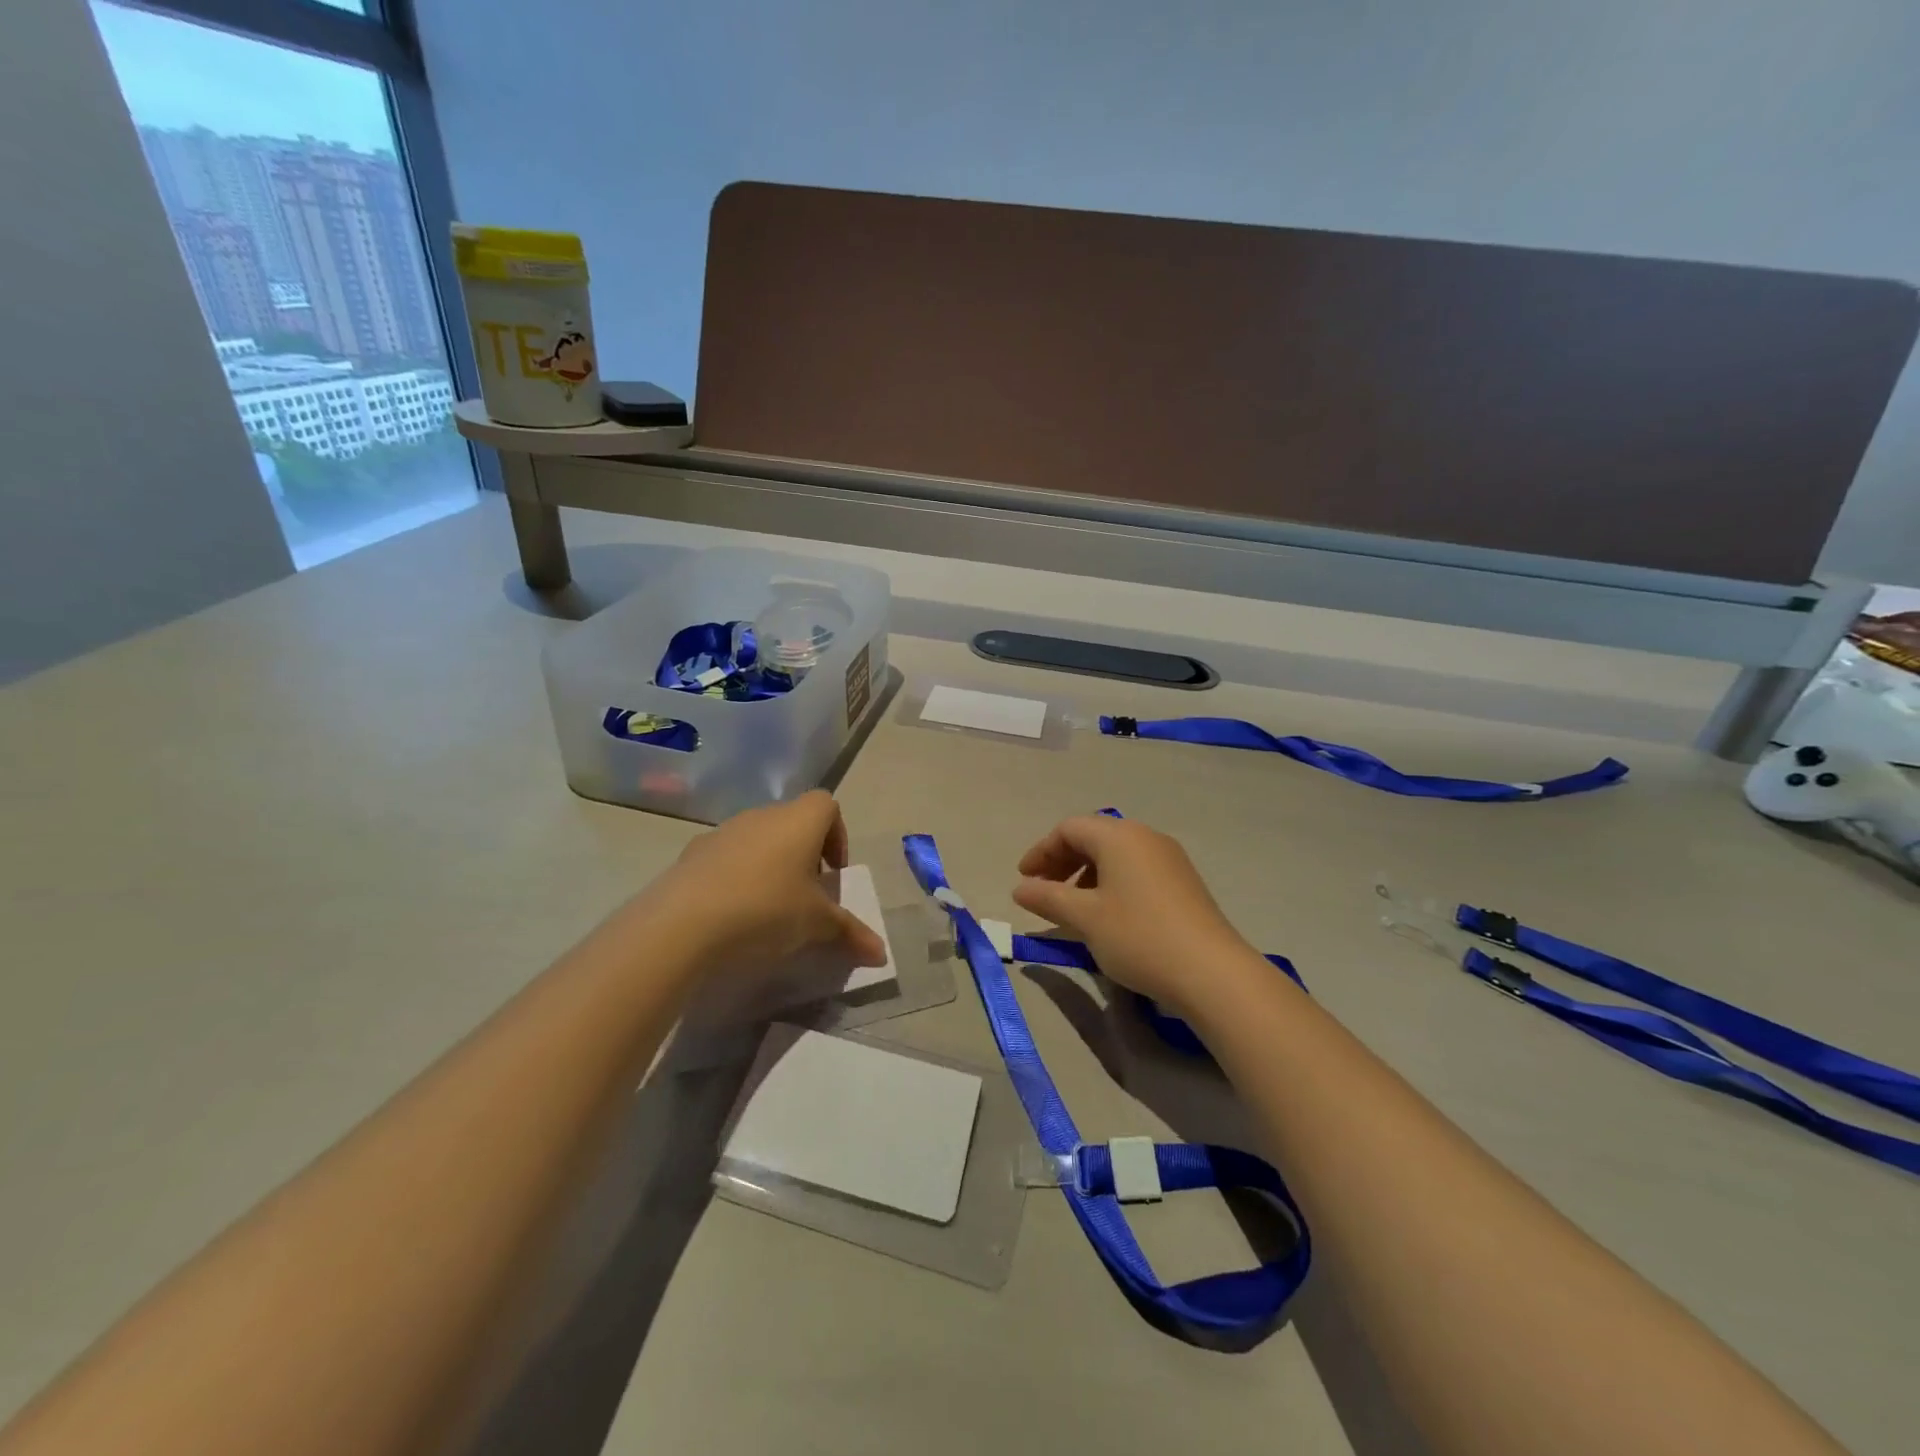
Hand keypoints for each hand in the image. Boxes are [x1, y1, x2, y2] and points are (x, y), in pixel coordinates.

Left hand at [656, 791, 887, 973]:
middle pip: (792, 822)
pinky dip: (735, 877)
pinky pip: (726, 858)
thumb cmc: (767, 910)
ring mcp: (723, 831)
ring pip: (757, 839)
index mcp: (799, 821)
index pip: (827, 805)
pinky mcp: (692, 853)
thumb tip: (882, 954)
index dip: (836, 836)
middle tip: (804, 896)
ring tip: (767, 909)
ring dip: (769, 865)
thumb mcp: (817, 925)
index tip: (832, 874)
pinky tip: (731, 914)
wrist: (683, 923)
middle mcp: (762, 815)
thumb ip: (850, 933)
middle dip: (803, 855)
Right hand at [1011, 814, 1260, 1014]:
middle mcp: (1145, 837)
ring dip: (1087, 874)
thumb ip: (1048, 898)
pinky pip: (1137, 870)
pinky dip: (1112, 883)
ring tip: (1073, 908)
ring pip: (1116, 855)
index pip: (1069, 829)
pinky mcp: (1184, 882)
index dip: (1041, 852)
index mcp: (1119, 836)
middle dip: (1062, 862)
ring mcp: (1169, 858)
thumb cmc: (1138, 936)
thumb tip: (1020, 889)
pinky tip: (1108, 915)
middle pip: (1093, 837)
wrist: (1211, 972)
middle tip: (1044, 892)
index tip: (1024, 881)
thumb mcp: (1085, 918)